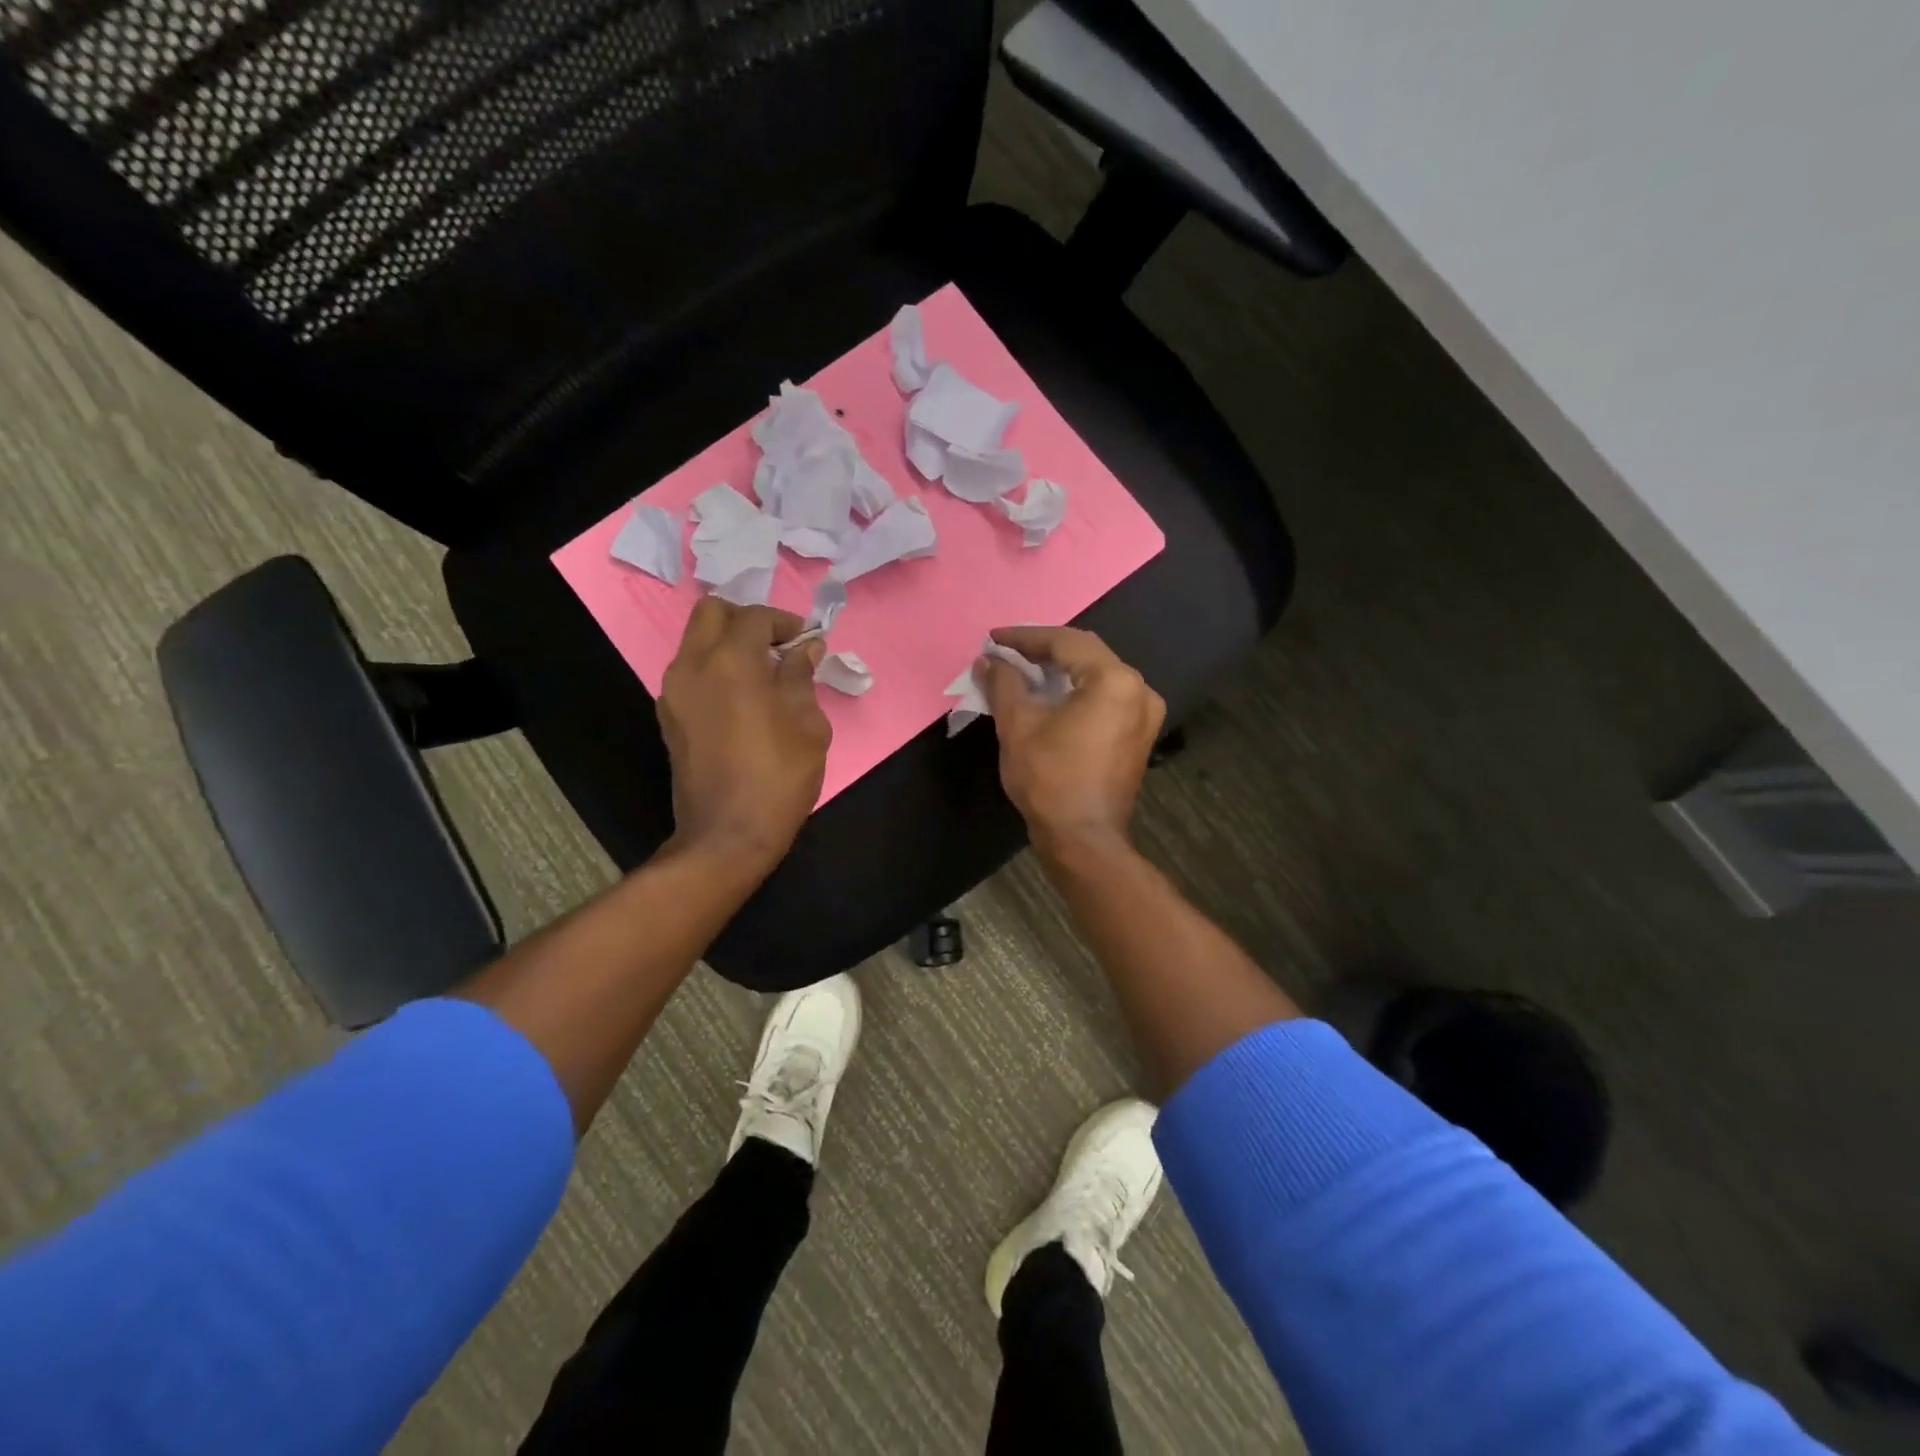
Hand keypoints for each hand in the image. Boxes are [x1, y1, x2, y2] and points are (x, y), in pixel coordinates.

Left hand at [659, 599, 830, 869]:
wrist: (727, 834)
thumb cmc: (778, 777)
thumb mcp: (808, 725)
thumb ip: (801, 677)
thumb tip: (804, 648)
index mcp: (731, 662)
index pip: (754, 617)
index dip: (784, 622)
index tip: (805, 641)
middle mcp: (693, 666)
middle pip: (711, 613)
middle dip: (745, 619)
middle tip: (775, 646)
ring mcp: (674, 692)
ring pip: (695, 641)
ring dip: (727, 644)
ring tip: (762, 674)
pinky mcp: (668, 716)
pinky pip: (690, 672)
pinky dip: (714, 669)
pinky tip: (741, 699)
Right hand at [978, 626, 1165, 853]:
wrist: (1083, 839)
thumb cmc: (1049, 778)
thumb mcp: (1017, 724)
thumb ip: (1003, 683)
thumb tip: (988, 660)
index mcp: (1114, 680)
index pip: (1065, 642)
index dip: (1025, 637)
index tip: (993, 638)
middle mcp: (1139, 688)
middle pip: (1086, 653)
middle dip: (1043, 649)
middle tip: (1006, 651)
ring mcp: (1144, 712)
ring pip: (1097, 674)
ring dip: (1060, 669)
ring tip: (1022, 669)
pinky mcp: (1139, 733)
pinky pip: (1106, 696)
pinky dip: (1077, 690)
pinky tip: (1049, 694)